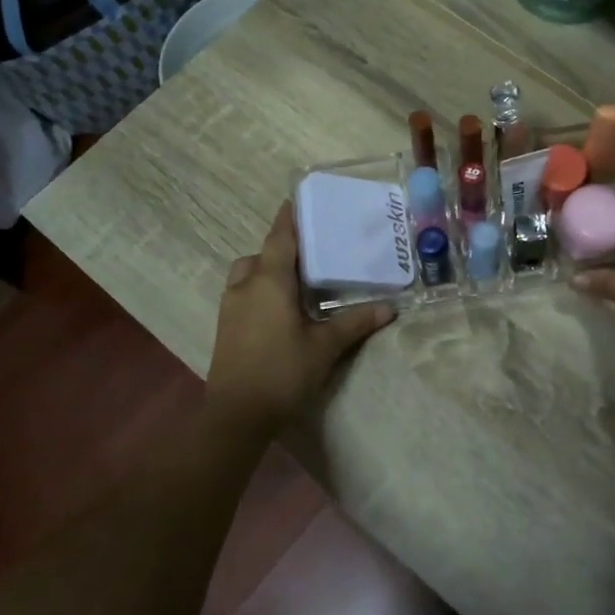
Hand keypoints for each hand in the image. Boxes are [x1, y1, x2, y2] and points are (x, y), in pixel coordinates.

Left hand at [206, 202, 393, 442]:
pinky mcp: (225, 326)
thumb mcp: (324, 347)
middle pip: (263, 253)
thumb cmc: (282, 372)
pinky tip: (281, 308)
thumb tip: (389, 308)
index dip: (290, 217)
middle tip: (311, 250)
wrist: (236, 415)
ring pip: (249, 273)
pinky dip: (260, 288)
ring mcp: (230, 306)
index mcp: (270, 281)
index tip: (300, 198)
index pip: (281, 237)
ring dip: (268, 268)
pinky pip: (243, 292)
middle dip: (283, 247)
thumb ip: (355, 323)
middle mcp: (246, 285)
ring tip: (297, 281)